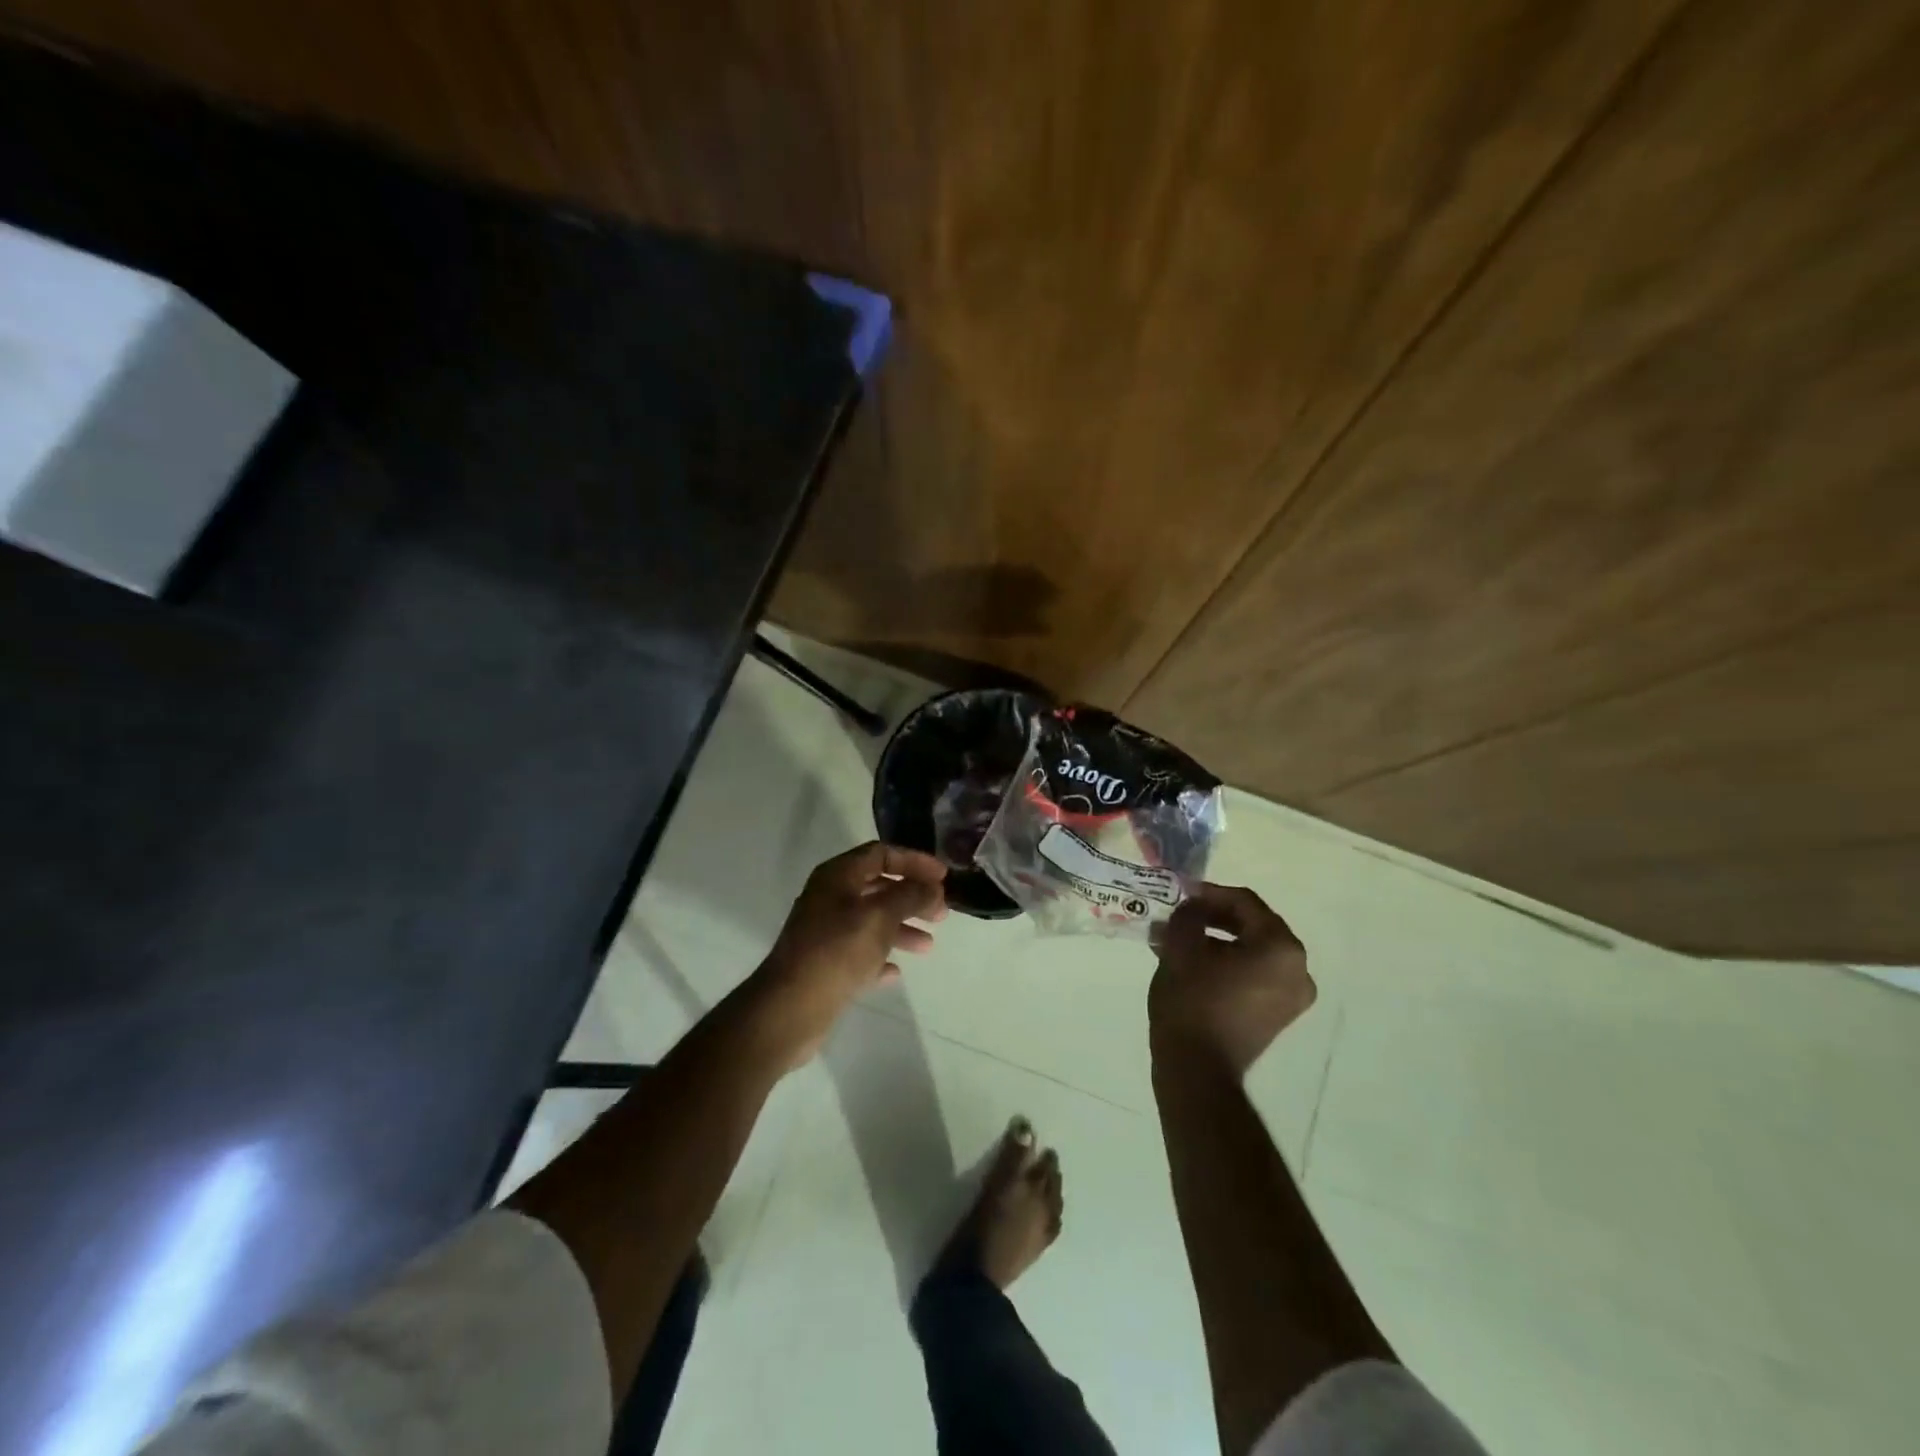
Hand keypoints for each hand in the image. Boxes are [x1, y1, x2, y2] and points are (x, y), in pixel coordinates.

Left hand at [750, 842, 947, 1067]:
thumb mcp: (880, 916)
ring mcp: (825, 932)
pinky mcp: (824, 964)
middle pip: (878, 887)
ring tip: (928, 946)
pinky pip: (860, 953)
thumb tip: (932, 886)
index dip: (914, 861)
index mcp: (837, 876)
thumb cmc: (837, 951)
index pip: (881, 854)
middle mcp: (829, 898)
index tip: (943, 877)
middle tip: (941, 913)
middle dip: (912, 897)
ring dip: (901, 928)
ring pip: (871, 921)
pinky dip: (880, 957)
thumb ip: (910, 895)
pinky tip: (896, 971)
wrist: (790, 1008)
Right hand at [1149, 884, 1313, 1076]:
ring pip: (1251, 951)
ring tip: (1179, 939)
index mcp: (1281, 948)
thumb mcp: (1181, 946)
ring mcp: (1292, 996)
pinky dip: (1227, 963)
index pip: (1245, 903)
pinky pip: (1254, 974)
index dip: (1209, 893)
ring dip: (1216, 940)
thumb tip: (1192, 907)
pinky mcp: (1278, 1015)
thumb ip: (1188, 914)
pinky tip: (1193, 963)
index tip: (1180, 893)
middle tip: (1179, 915)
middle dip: (1212, 917)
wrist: (1198, 1070)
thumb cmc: (1192, 1002)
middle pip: (1253, 925)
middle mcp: (1298, 969)